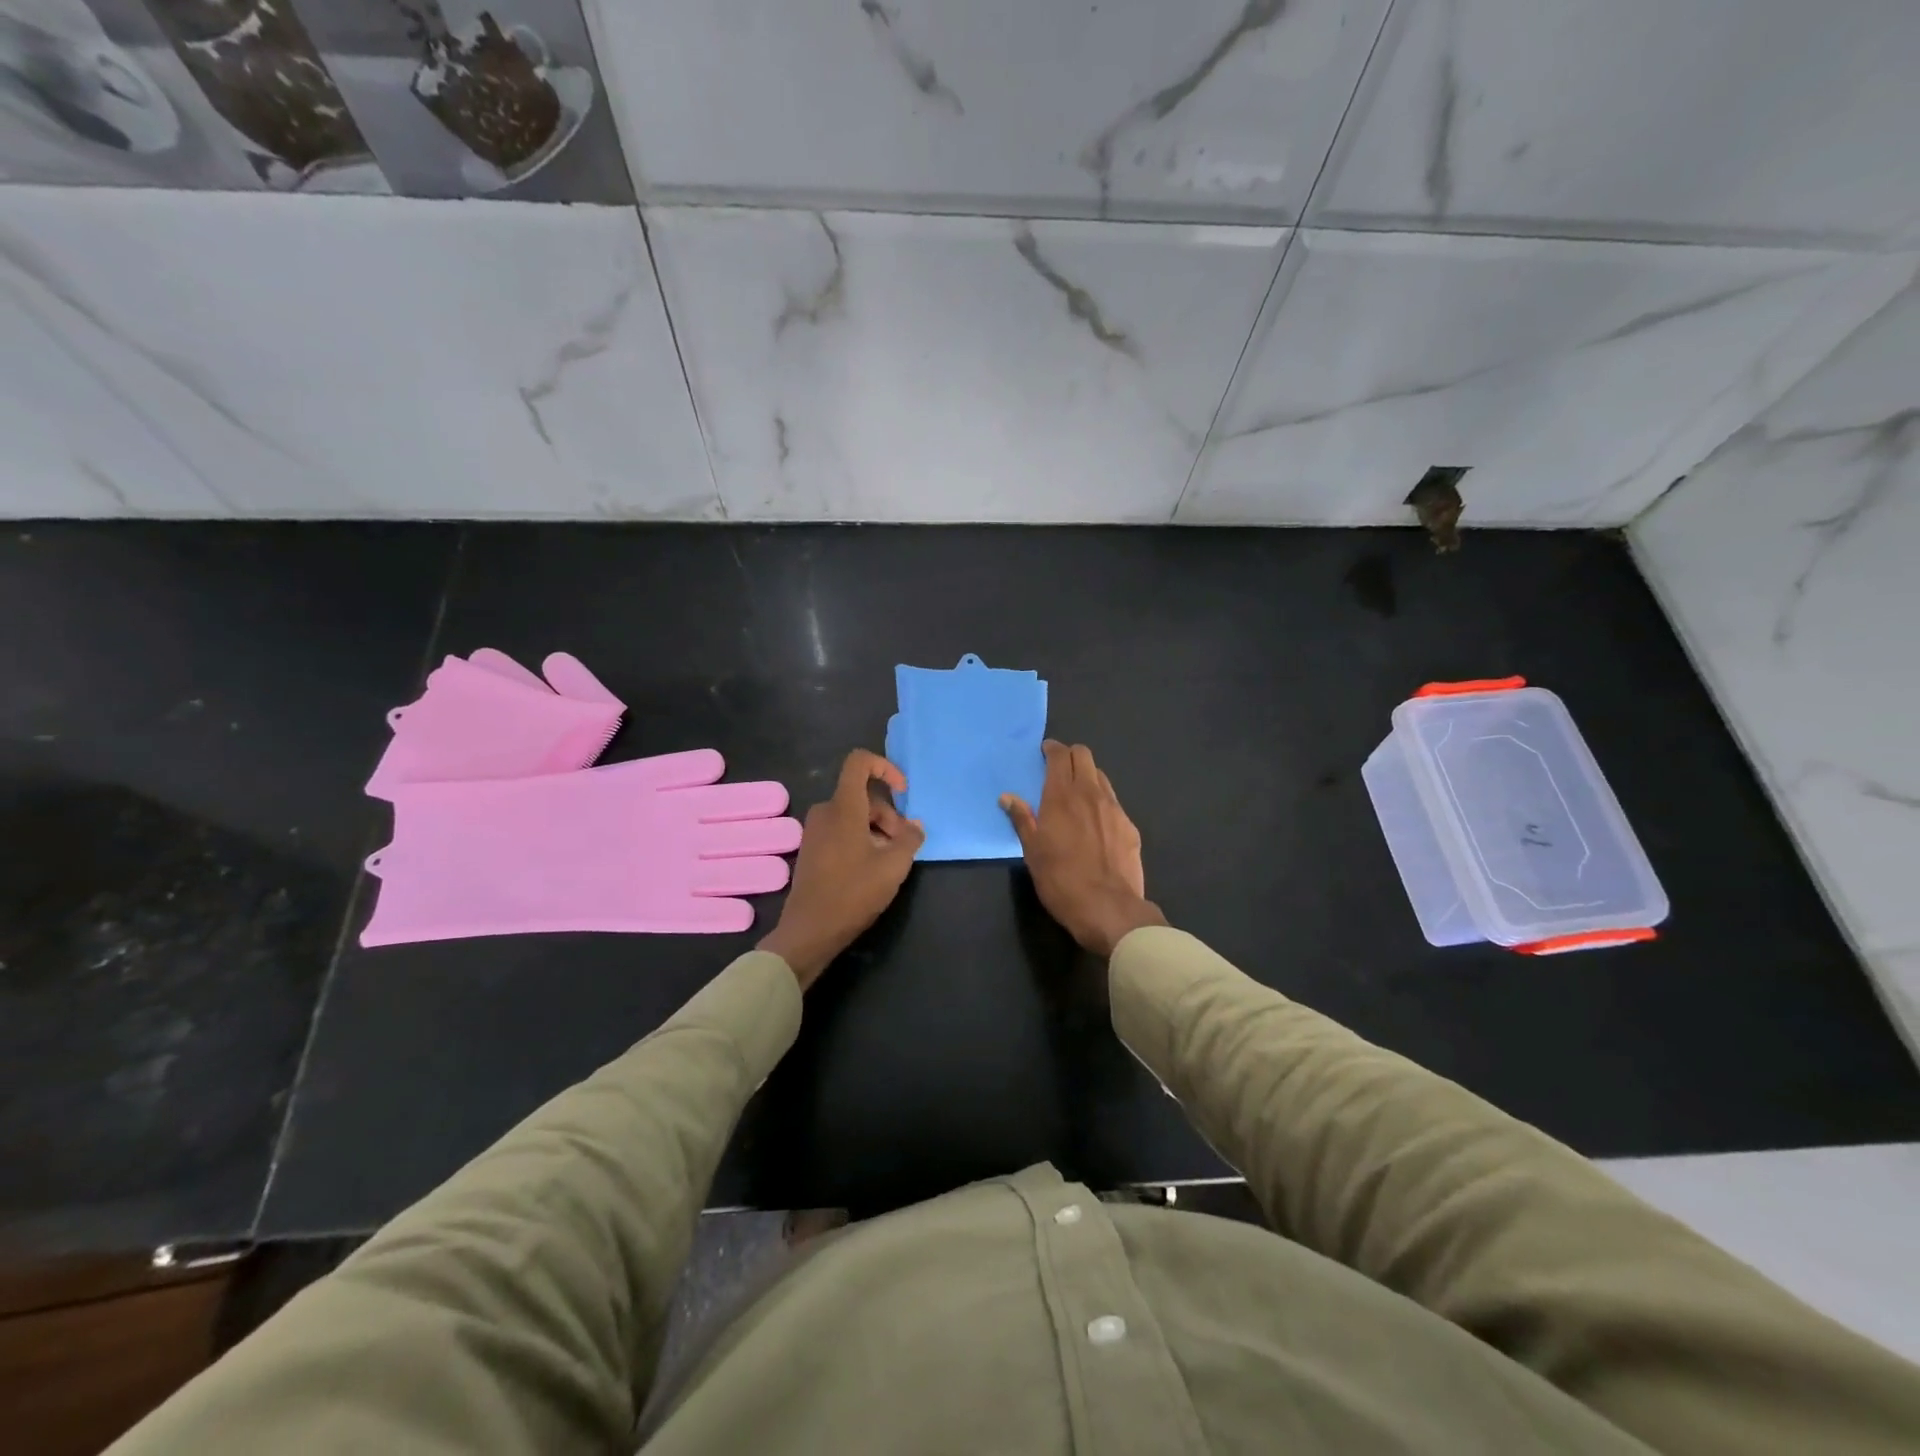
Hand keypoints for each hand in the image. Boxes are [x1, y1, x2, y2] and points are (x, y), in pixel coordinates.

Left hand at [759, 750, 924, 988]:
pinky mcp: (812, 849)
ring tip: (890, 860)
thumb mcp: (893, 866)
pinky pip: (841, 830)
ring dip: (877, 829)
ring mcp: (815, 831)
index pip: (859, 762)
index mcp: (843, 807)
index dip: (885, 767)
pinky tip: (871, 868)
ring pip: (854, 815)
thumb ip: (909, 839)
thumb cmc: (853, 893)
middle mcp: (825, 812)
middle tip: (903, 844)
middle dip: (888, 814)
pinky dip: (861, 839)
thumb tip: (915, 826)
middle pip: (862, 795)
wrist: (810, 930)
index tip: (903, 792)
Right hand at [1001, 740, 1166, 957]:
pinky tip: (1095, 821)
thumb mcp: (1032, 851)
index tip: (1044, 752)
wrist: (1108, 907)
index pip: (1060, 756)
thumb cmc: (1060, 880)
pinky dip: (1101, 801)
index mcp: (1062, 796)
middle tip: (1059, 767)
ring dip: (1087, 776)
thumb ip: (1022, 819)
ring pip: (1101, 777)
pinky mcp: (1130, 826)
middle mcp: (1090, 793)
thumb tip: (1007, 797)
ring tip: (1077, 793)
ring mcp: (1114, 809)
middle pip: (1084, 756)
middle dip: (1070, 755)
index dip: (1052, 749)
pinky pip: (1113, 802)